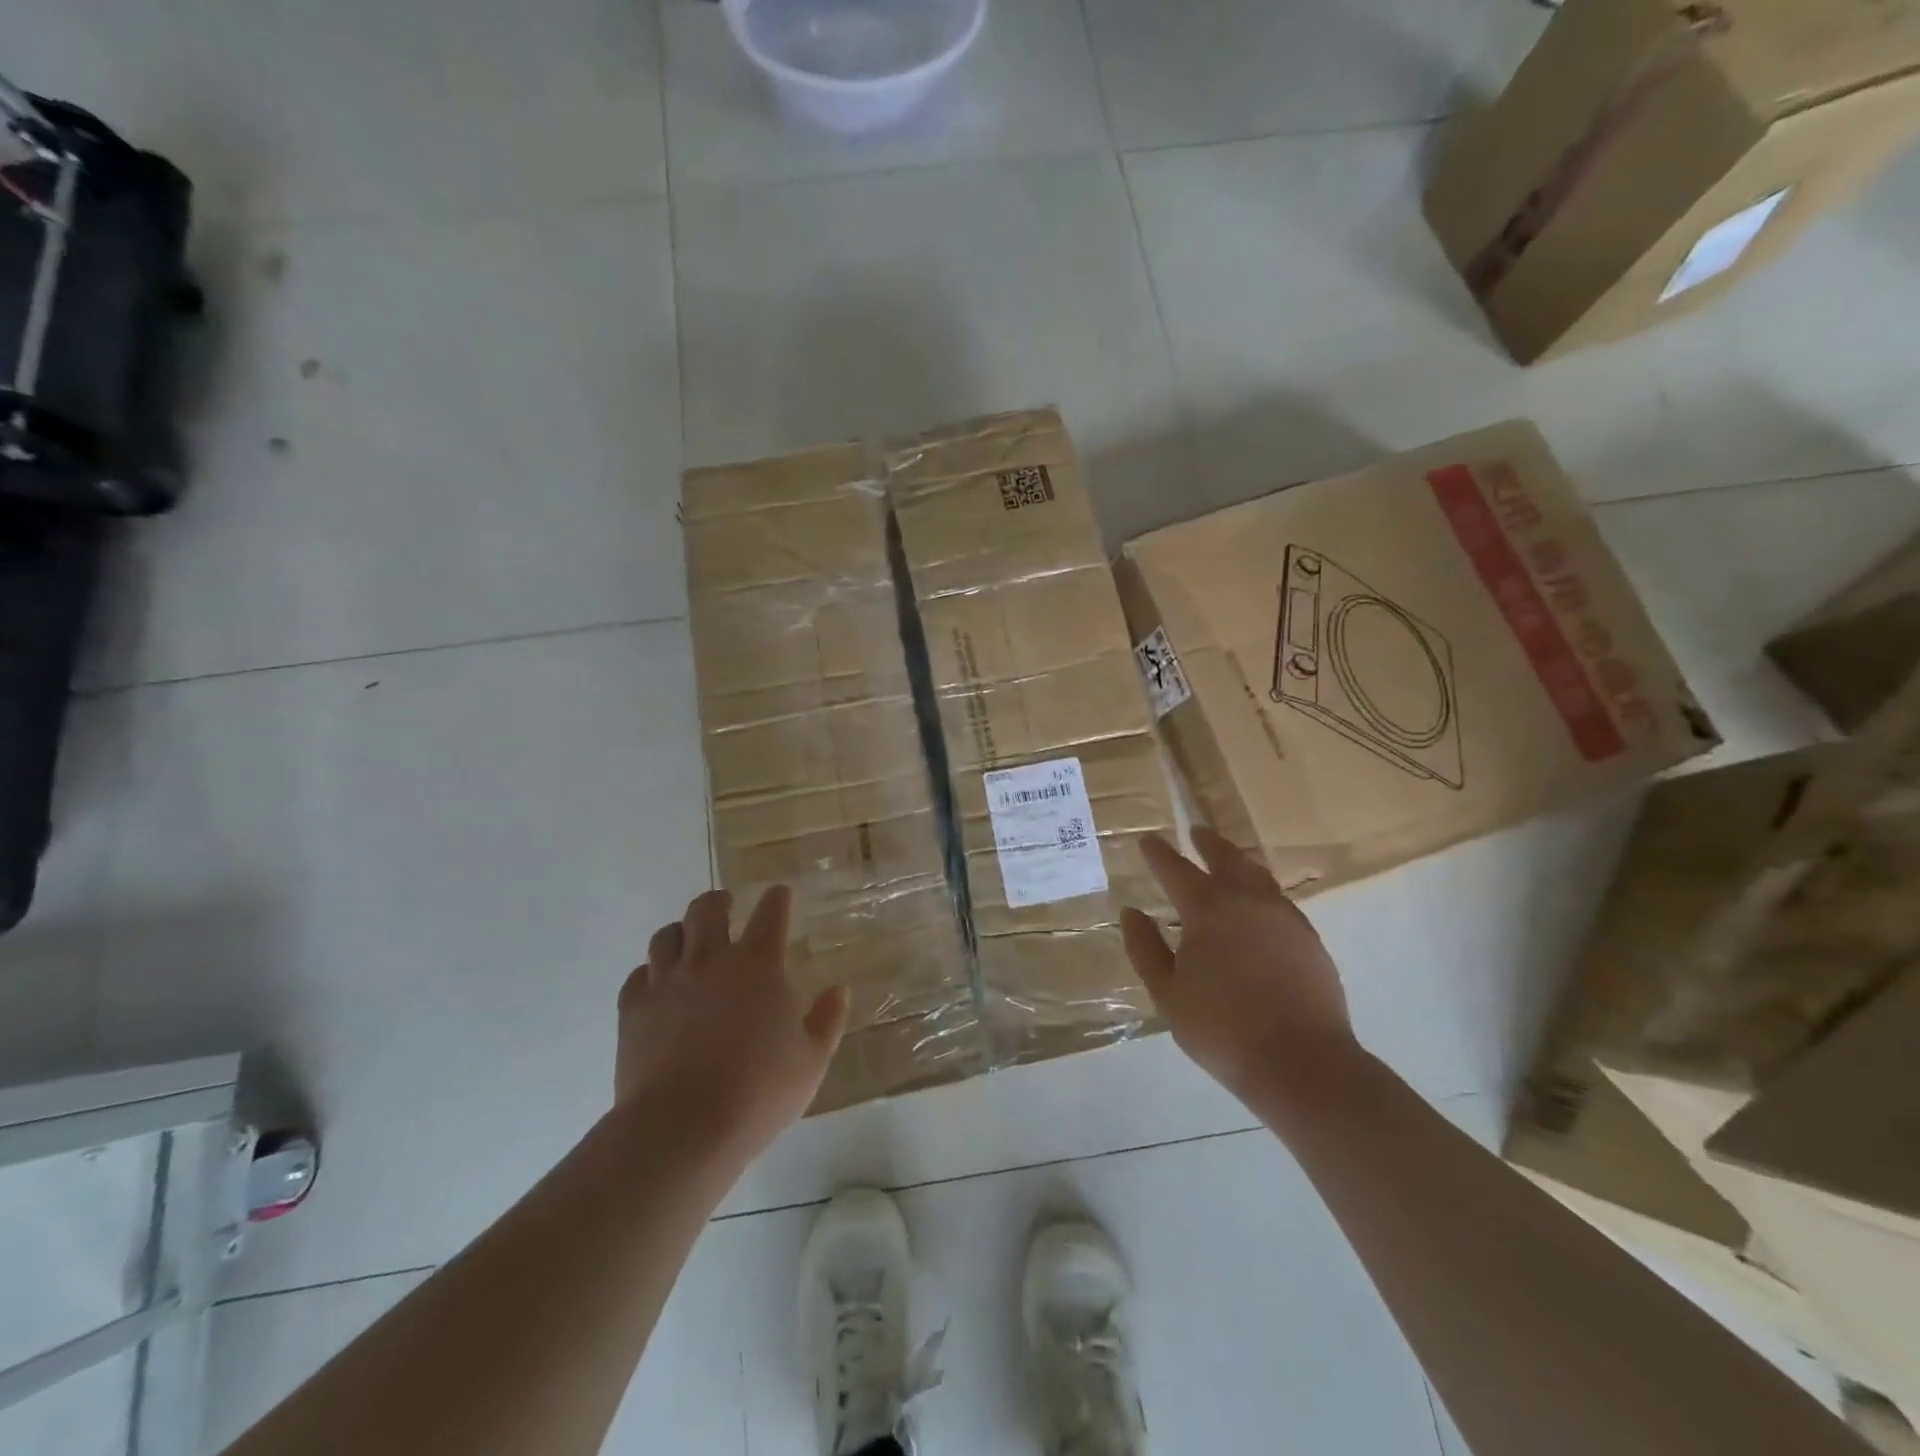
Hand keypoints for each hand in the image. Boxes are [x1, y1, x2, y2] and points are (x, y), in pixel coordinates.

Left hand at [616, 886, 848, 1162]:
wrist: (682, 1129)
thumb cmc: (758, 1092)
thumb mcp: (811, 1061)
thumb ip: (828, 1020)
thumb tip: (840, 989)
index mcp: (759, 965)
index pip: (770, 912)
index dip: (777, 899)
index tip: (779, 895)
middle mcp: (711, 960)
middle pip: (708, 908)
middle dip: (719, 901)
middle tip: (726, 907)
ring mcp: (667, 982)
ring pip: (667, 935)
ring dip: (682, 932)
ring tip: (689, 942)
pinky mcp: (633, 1009)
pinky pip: (638, 976)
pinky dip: (649, 974)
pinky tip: (657, 987)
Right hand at [1121, 827, 1360, 1105]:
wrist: (1301, 1062)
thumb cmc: (1222, 1029)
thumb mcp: (1167, 994)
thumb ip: (1146, 949)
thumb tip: (1132, 912)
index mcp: (1208, 910)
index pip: (1176, 870)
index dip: (1158, 853)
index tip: (1148, 840)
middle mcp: (1248, 901)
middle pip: (1226, 858)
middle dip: (1208, 843)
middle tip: (1196, 831)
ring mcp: (1284, 917)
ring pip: (1257, 875)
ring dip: (1238, 861)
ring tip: (1228, 859)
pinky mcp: (1309, 938)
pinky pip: (1278, 899)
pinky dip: (1261, 890)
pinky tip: (1258, 904)